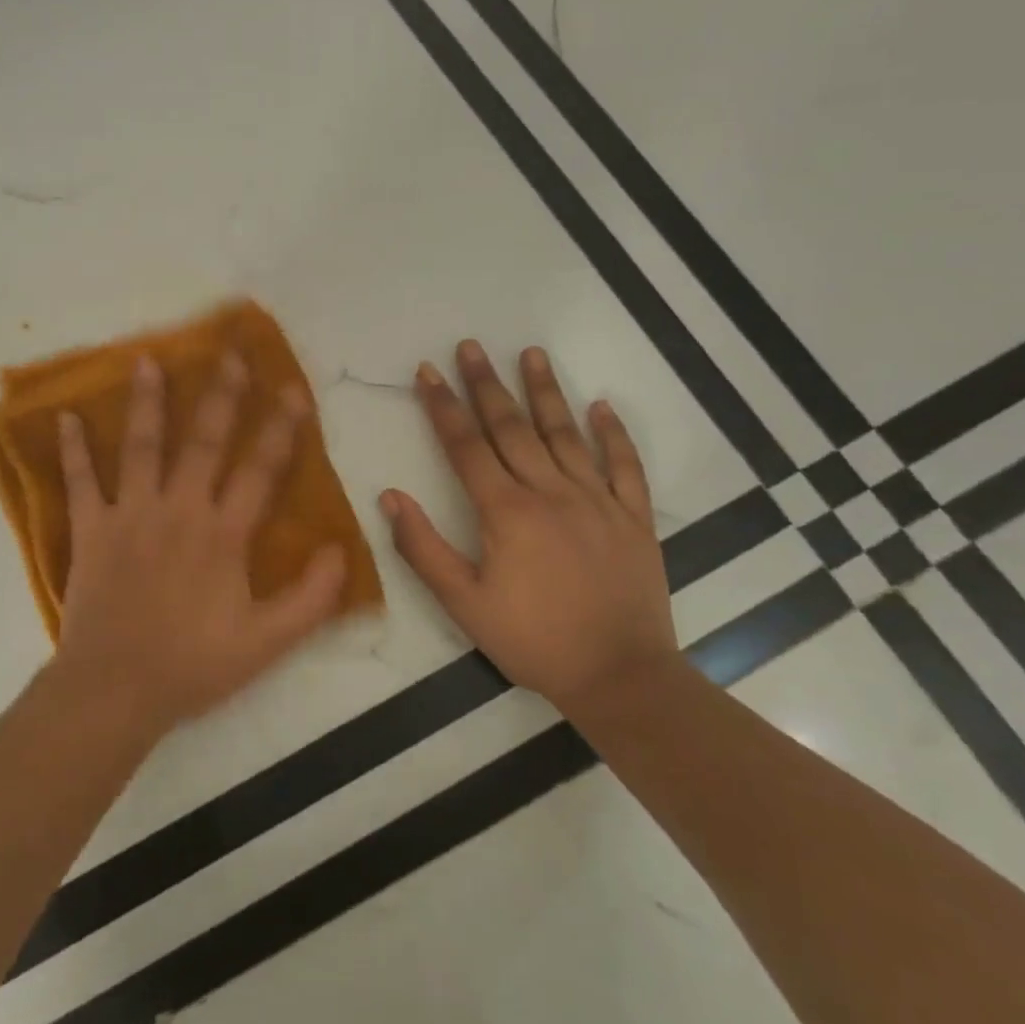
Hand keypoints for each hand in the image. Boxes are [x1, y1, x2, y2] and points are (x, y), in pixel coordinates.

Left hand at [51, 353, 348, 739]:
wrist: (116, 689)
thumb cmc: (193, 665)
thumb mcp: (267, 643)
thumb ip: (310, 598)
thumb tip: (342, 551)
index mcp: (223, 534)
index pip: (260, 470)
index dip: (281, 428)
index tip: (293, 390)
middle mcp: (179, 510)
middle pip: (204, 441)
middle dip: (221, 395)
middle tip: (229, 354)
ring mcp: (130, 515)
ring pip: (142, 446)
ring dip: (147, 402)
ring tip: (147, 360)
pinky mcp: (91, 529)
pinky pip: (79, 481)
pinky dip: (72, 449)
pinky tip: (64, 416)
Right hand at [378, 340, 676, 715]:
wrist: (620, 677)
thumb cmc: (533, 641)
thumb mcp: (464, 603)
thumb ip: (423, 548)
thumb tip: (391, 497)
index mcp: (506, 511)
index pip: (466, 445)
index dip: (443, 406)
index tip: (427, 372)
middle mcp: (551, 492)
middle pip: (512, 427)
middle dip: (486, 384)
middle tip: (471, 347)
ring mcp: (598, 501)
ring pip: (566, 434)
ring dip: (546, 391)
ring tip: (531, 353)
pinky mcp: (633, 518)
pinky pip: (625, 465)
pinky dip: (613, 433)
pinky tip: (601, 405)